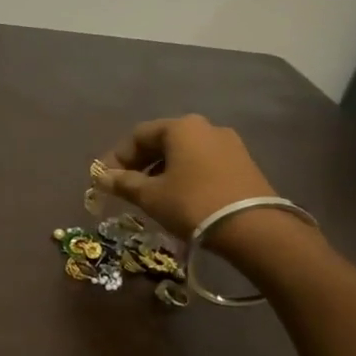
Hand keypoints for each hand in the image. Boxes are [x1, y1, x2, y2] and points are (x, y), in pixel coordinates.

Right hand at [94, 115, 278, 243]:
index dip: (117, 157)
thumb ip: (123, 183)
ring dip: (161, 170)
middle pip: (162, 141)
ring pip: (183, 153)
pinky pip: (203, 163)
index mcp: (181, 127)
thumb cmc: (192, 204)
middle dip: (139, 163)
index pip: (138, 135)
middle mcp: (206, 127)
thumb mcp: (150, 196)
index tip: (105, 179)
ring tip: (150, 195)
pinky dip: (184, 175)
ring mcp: (229, 144)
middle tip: (125, 187)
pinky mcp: (243, 163)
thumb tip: (101, 177)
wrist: (253, 228)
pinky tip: (178, 197)